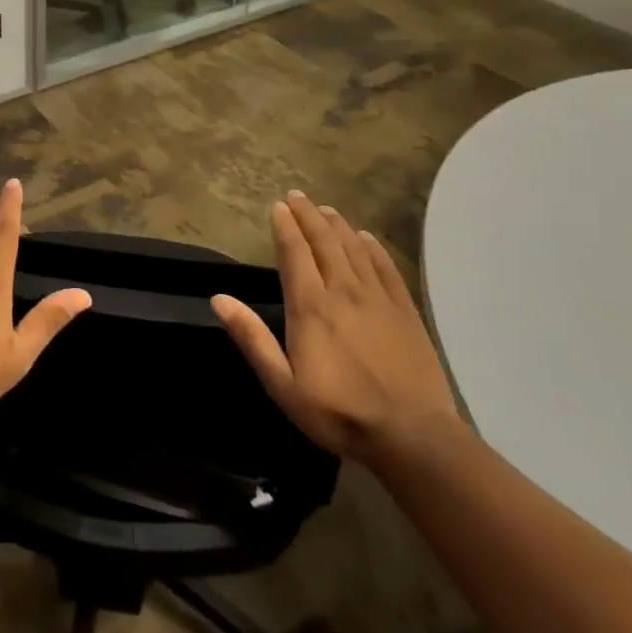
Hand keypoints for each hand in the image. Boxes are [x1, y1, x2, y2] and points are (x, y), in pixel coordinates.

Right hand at [213, 192, 463, 461]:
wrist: (412, 436)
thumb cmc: (338, 413)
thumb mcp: (282, 384)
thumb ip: (252, 338)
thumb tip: (219, 298)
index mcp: (310, 306)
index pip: (294, 253)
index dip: (285, 226)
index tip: (278, 206)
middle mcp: (343, 291)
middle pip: (324, 242)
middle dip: (308, 216)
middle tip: (297, 196)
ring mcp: (378, 298)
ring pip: (354, 248)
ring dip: (337, 225)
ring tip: (326, 209)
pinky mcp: (405, 311)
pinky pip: (386, 267)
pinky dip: (373, 247)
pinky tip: (366, 237)